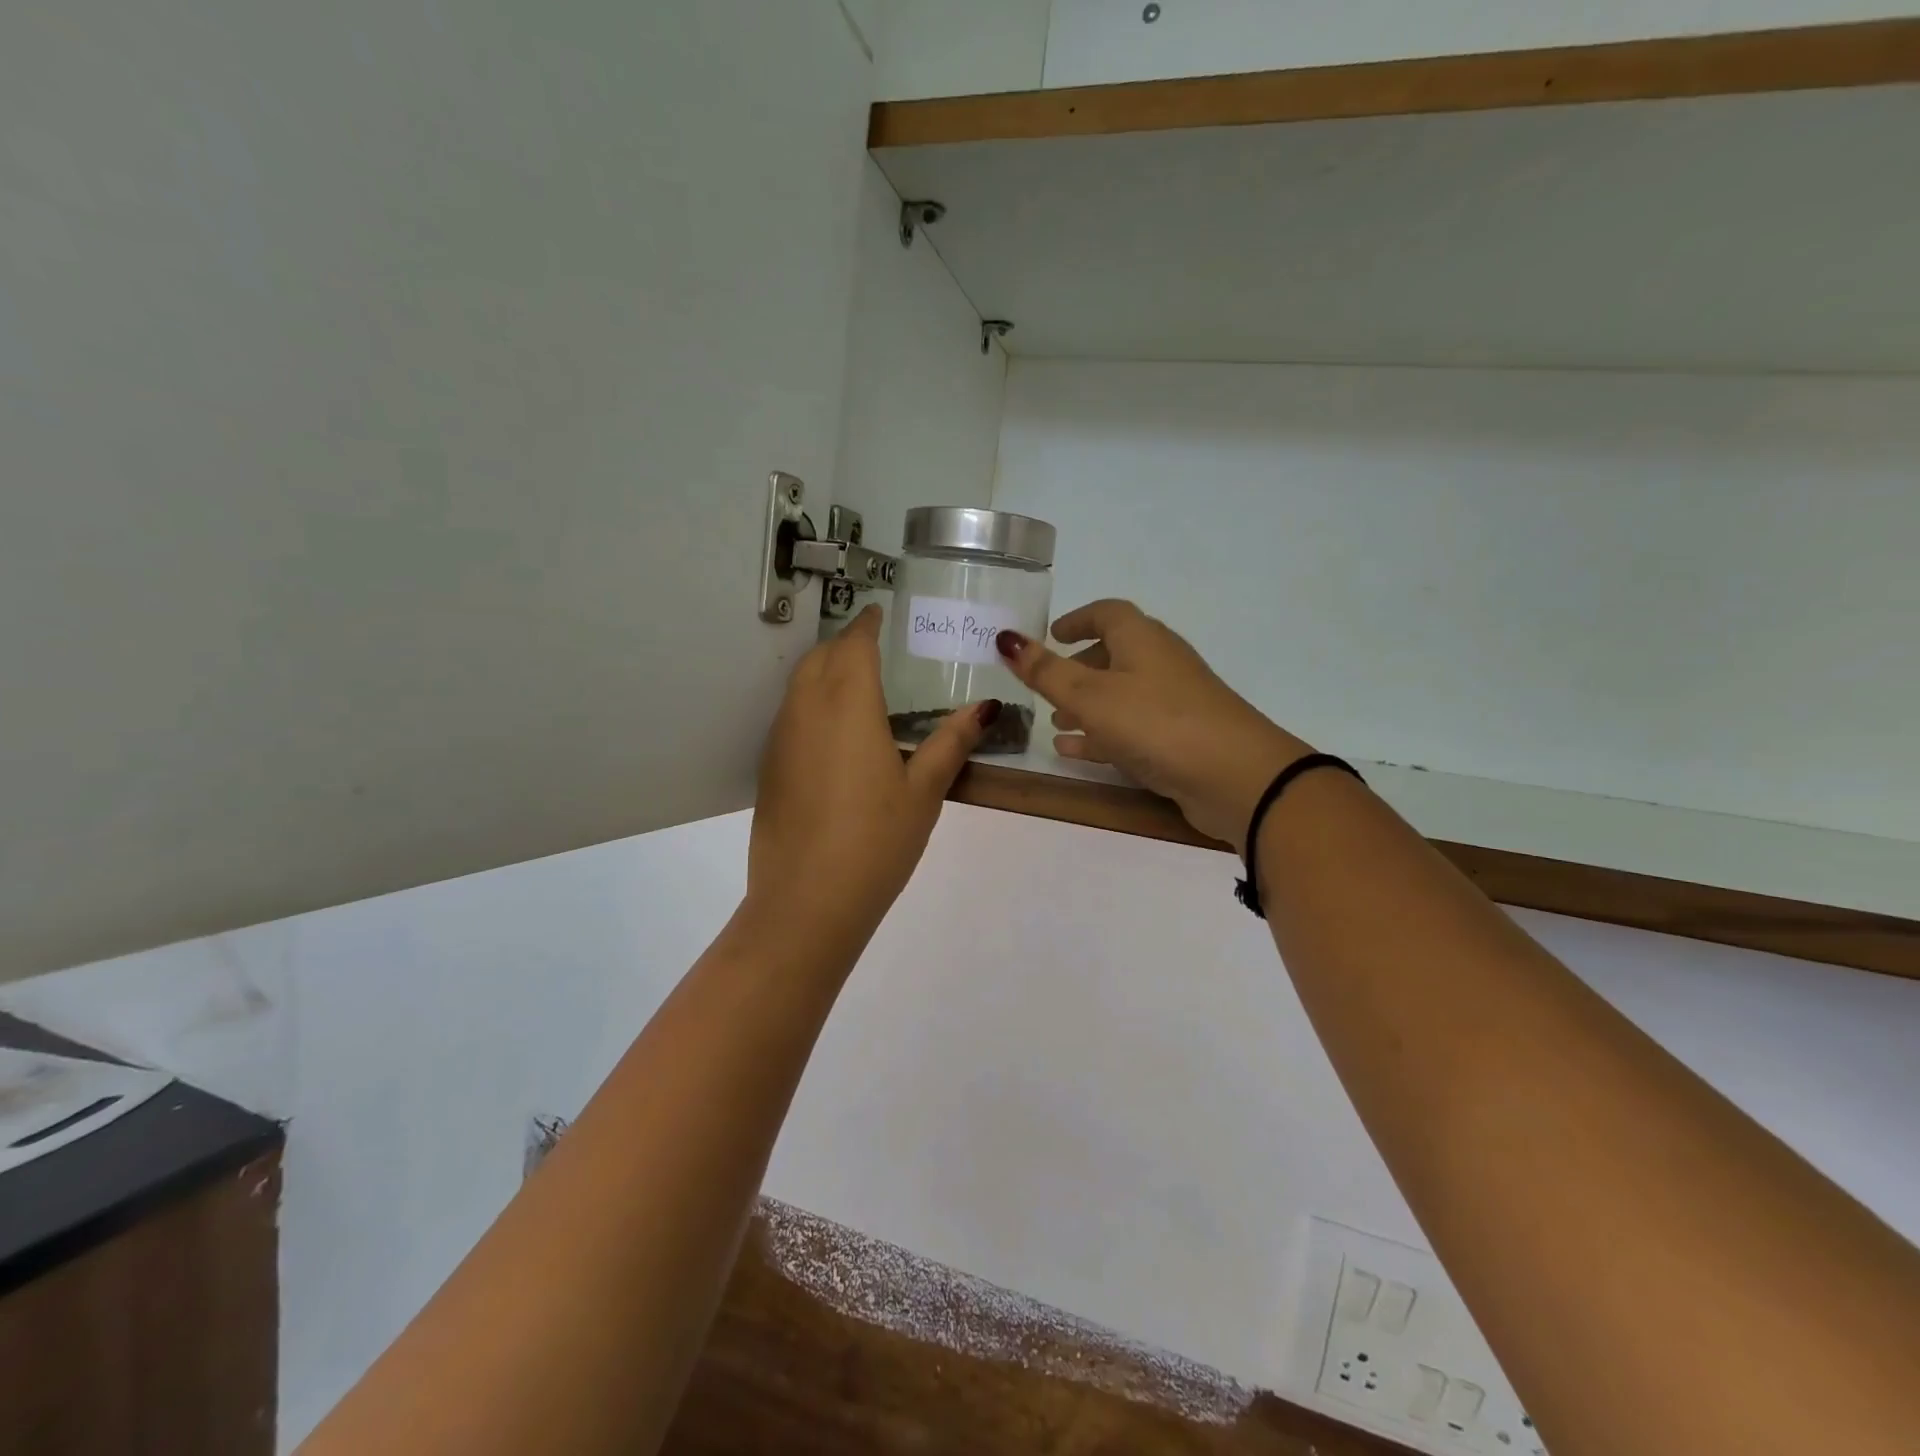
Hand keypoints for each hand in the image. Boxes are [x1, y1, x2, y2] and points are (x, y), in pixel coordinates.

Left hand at [746, 605, 994, 956]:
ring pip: (799, 684)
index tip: (880, 614)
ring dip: (825, 670)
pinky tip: (834, 733)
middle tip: (875, 649)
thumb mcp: (924, 792)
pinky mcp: (769, 767)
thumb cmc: (876, 841)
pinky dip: (810, 703)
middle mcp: (807, 710)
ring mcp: (781, 738)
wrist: (807, 901)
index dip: (868, 624)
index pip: (855, 645)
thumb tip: (985, 707)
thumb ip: (951, 743)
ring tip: (857, 684)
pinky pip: (790, 715)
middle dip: (846, 643)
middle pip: (821, 657)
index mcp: (849, 705)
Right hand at [996, 600, 1310, 852]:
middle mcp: (1160, 664)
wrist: (1235, 777)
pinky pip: (1132, 729)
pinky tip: (1074, 752)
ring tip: (1055, 721)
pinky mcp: (1180, 740)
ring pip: (1122, 696)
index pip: (1107, 613)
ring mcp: (1174, 703)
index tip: (1052, 634)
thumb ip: (1045, 671)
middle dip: (1079, 668)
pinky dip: (1102, 735)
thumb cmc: (1156, 723)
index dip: (1077, 619)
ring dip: (1088, 705)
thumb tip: (1005, 638)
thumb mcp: (1091, 696)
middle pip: (1115, 655)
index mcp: (1141, 640)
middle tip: (1047, 684)